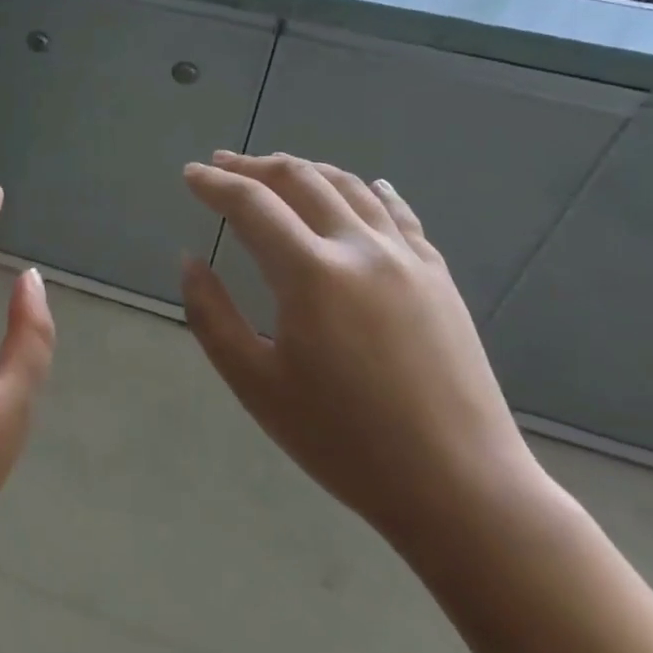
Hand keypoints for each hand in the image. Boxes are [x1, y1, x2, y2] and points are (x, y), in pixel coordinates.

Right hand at [181, 153, 544, 550]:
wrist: (461, 488)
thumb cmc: (345, 442)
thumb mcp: (256, 386)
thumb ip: (211, 316)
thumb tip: (190, 261)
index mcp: (311, 274)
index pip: (251, 205)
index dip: (215, 184)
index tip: (190, 174)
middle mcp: (360, 248)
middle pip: (300, 180)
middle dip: (254, 166)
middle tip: (223, 164)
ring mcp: (406, 258)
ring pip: (349, 186)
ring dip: (306, 170)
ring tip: (277, 170)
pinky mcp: (438, 276)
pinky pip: (397, 213)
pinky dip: (368, 190)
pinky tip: (364, 186)